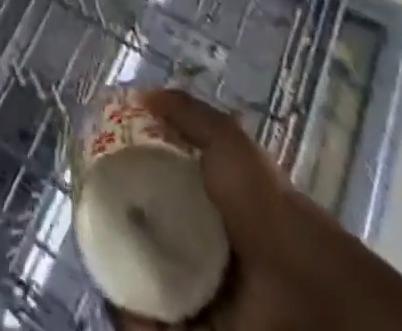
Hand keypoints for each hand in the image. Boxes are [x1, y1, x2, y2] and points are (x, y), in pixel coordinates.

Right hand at [115, 91, 401, 330]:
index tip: (99, 164)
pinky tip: (114, 297)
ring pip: (147, 278)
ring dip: (120, 270)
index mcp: (213, 201)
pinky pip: (153, 322)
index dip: (130, 171)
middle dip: (119, 222)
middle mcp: (206, 243)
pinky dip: (132, 317)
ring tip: (94, 253)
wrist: (311, 296)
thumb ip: (191, 114)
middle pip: (150, 228)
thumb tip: (141, 93)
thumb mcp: (231, 145)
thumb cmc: (269, 211)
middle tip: (90, 210)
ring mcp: (203, 291)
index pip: (160, 181)